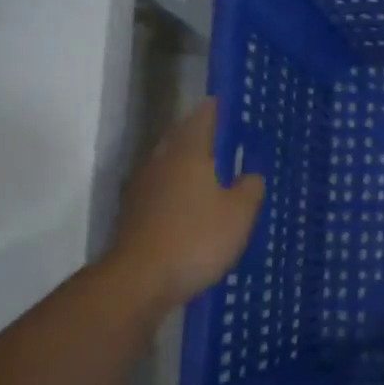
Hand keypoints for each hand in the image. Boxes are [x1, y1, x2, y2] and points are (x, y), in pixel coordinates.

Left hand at [106, 99, 264, 308]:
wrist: (138, 281)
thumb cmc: (196, 238)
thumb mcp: (239, 213)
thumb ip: (249, 187)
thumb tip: (249, 174)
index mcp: (187, 153)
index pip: (202, 118)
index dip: (216, 109)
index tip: (230, 103)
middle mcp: (160, 163)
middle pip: (181, 138)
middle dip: (201, 134)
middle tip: (227, 136)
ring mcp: (142, 189)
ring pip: (170, 164)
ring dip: (189, 163)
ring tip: (215, 169)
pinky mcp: (134, 214)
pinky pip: (163, 189)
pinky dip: (180, 188)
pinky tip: (195, 203)